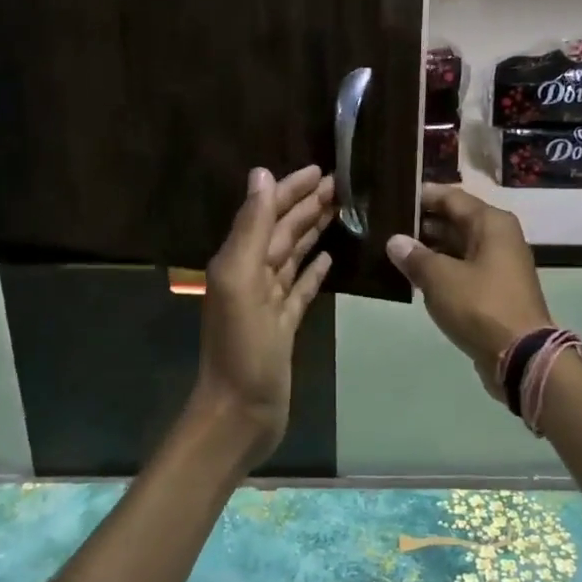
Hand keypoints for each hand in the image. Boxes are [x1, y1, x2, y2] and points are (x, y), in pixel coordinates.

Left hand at [190, 164, 335, 468]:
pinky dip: (314, 269)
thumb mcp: (240, 281)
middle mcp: (252, 274)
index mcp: (239, 260)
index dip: (291, 189)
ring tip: (341, 210)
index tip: (322, 169)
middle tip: (343, 185)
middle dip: (308, 205)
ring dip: (313, 230)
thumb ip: (251, 228)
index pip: (267, 212)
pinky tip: (329, 257)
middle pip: (283, 230)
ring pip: (293, 254)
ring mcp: (269, 301)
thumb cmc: (241, 349)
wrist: (241, 413)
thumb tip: (261, 175)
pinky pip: (301, 287)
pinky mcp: (284, 323)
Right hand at [387, 184, 552, 388]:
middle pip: (456, 220)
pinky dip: (441, 269)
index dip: (422, 196)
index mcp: (491, 223)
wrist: (521, 356)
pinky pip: (463, 268)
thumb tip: (395, 241)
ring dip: (430, 248)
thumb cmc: (480, 306)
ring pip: (458, 246)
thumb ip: (415, 257)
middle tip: (386, 225)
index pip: (451, 197)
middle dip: (423, 223)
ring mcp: (499, 264)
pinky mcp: (495, 289)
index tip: (394, 197)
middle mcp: (498, 237)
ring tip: (393, 250)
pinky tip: (414, 276)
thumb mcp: (440, 279)